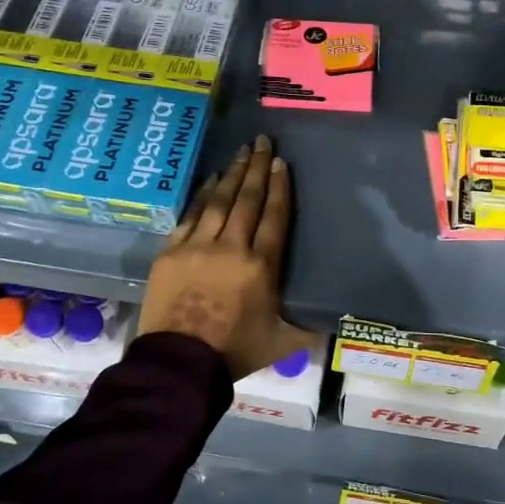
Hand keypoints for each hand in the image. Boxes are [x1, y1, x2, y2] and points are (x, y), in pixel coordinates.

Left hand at [139, 135, 320, 380]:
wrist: (179, 363)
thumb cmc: (235, 351)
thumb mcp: (283, 343)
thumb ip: (309, 328)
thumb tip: (333, 323)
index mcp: (262, 265)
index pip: (275, 216)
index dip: (279, 187)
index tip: (280, 162)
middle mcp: (232, 247)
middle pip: (248, 199)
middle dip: (257, 168)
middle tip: (262, 141)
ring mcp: (198, 246)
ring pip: (219, 201)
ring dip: (233, 174)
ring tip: (242, 152)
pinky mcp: (171, 251)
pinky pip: (191, 214)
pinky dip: (202, 194)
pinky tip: (211, 179)